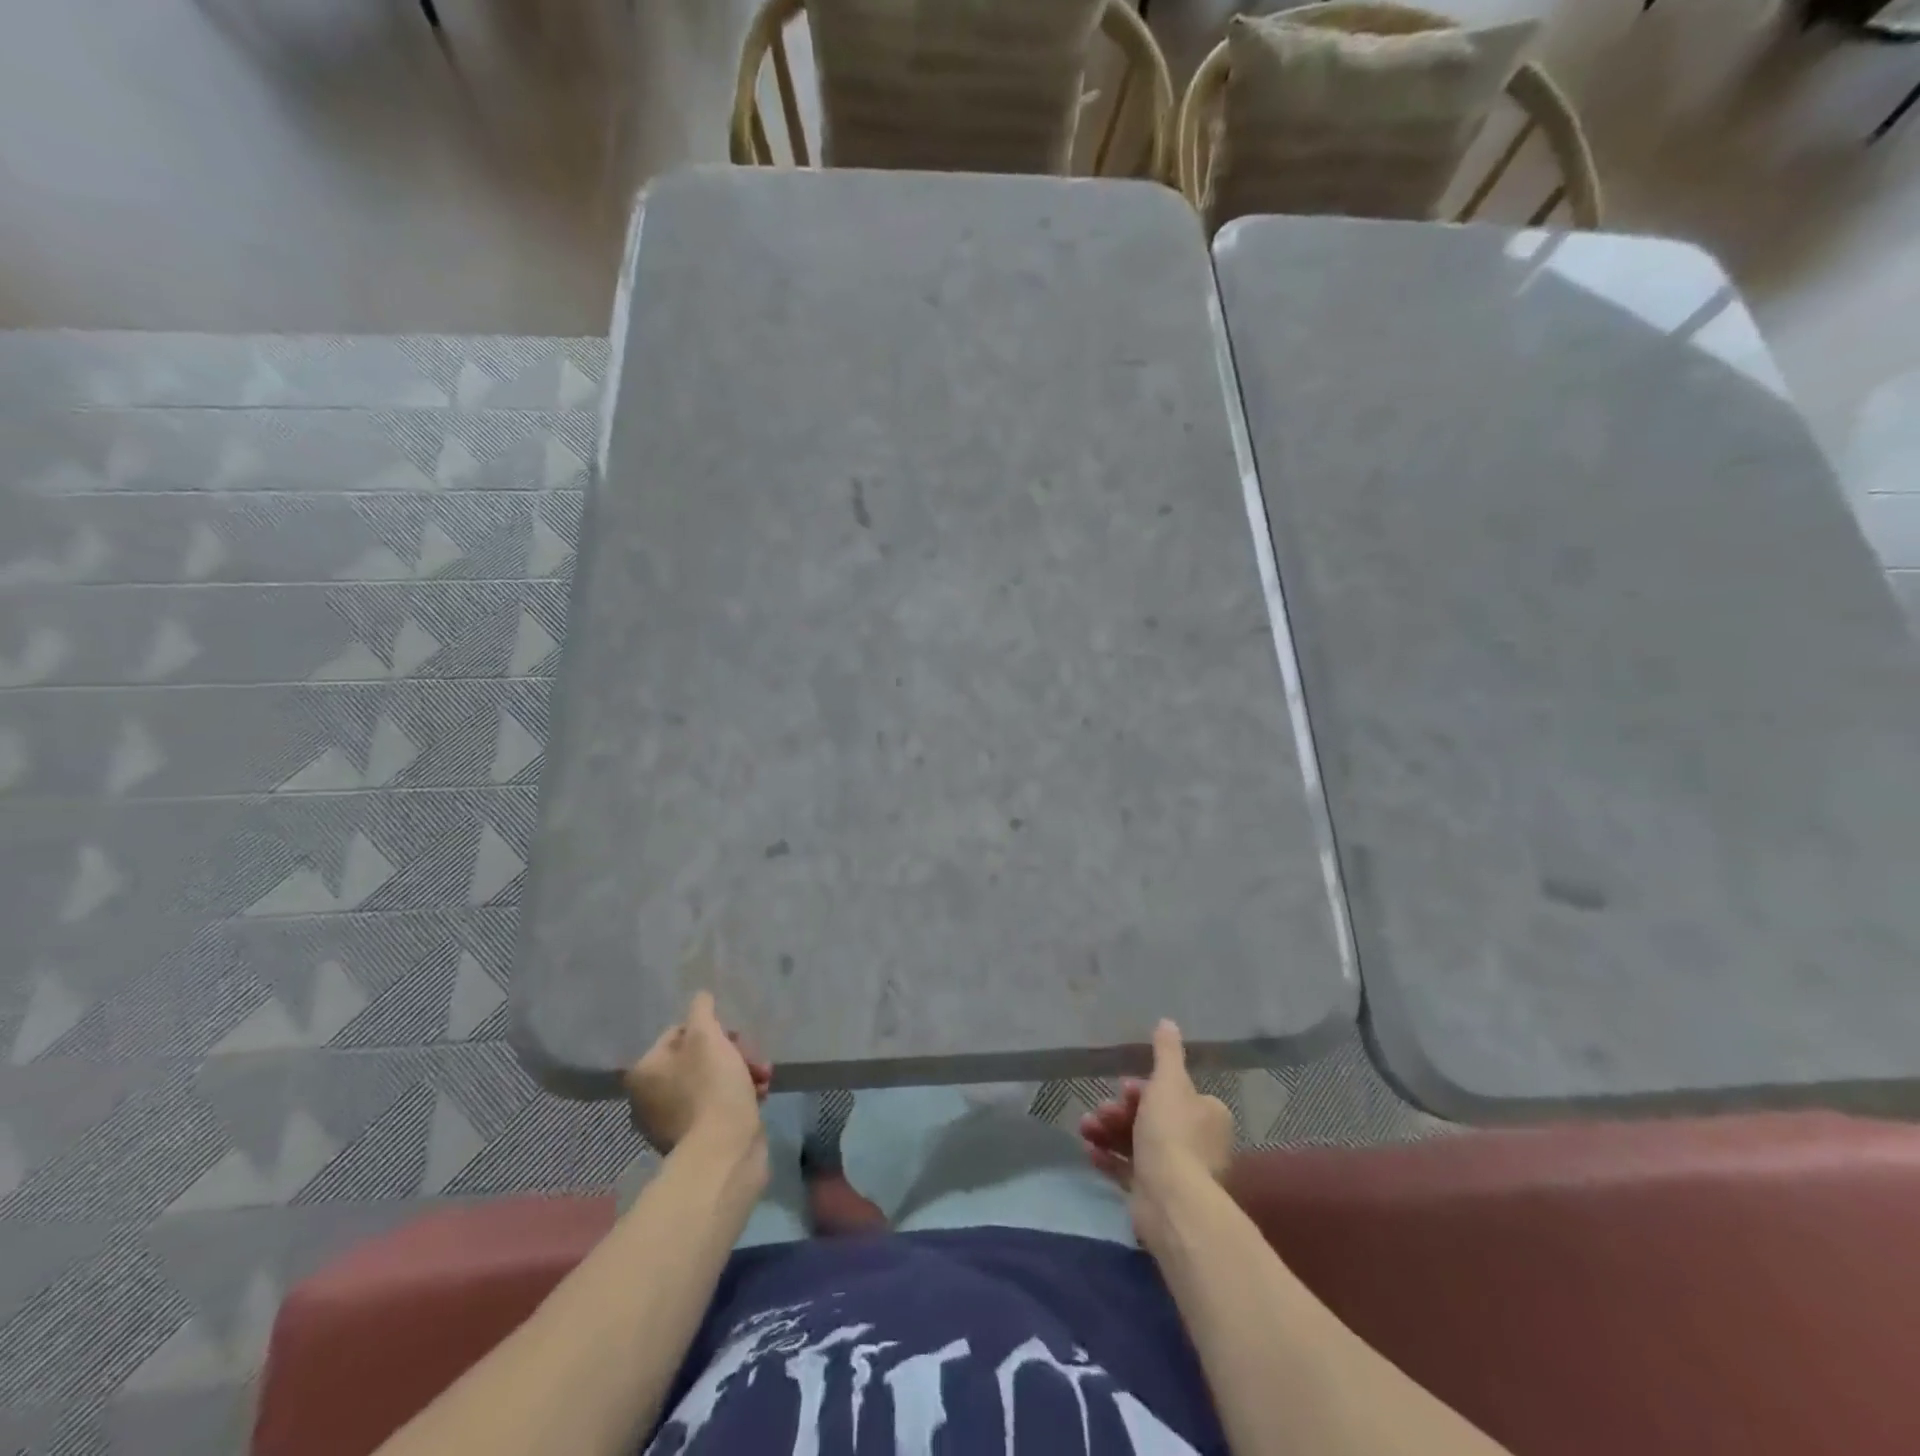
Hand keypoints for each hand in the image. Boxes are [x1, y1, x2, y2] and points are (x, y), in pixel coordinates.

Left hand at [624, 992, 770, 1154]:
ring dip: (741, 1072)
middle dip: (732, 1053)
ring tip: (764, 1077)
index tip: (734, 1037)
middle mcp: (649, 1098)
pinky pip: (717, 1105)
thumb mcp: (708, 1036)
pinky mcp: (695, 1140)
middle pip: (697, 1057)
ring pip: (711, 1080)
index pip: (678, 1032)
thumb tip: (700, 996)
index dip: (711, 1029)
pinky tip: (760, 1095)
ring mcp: (671, 1122)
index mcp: (644, 1072)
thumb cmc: (712, 1086)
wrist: (725, 1151)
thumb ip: (702, 1010)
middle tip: (753, 1058)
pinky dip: (738, 1096)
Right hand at [1080, 1020, 1234, 1237]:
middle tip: (1100, 1109)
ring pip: (1137, 1143)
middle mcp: (1198, 1143)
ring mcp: (1177, 1172)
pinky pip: (1129, 1170)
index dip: (1144, 1088)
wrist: (1171, 1200)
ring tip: (1085, 1128)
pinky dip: (1109, 1158)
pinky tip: (1089, 1150)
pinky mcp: (1156, 1194)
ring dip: (1108, 1131)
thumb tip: (1168, 1021)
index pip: (1174, 1092)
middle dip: (1120, 1111)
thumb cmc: (1172, 1133)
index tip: (1123, 1087)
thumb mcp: (1168, 1082)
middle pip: (1152, 1118)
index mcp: (1207, 1114)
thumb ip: (1166, 1052)